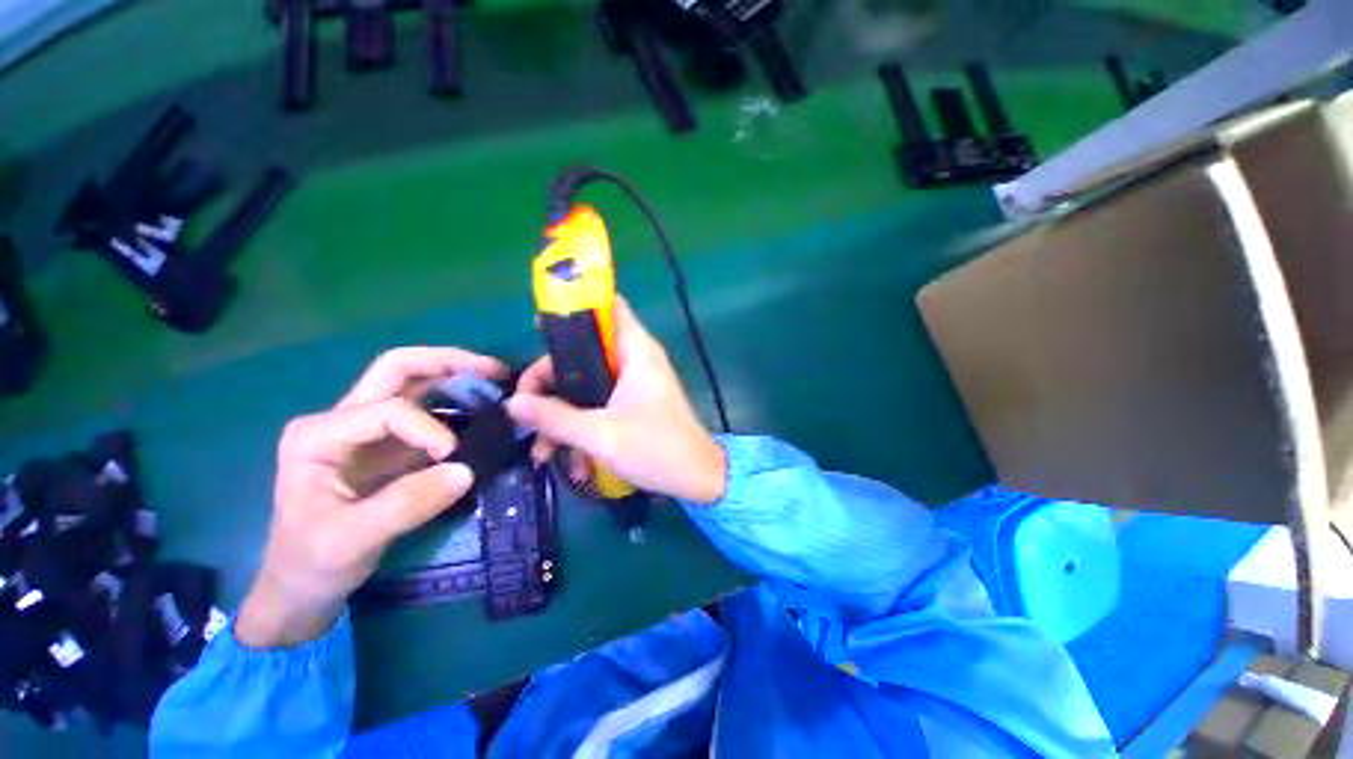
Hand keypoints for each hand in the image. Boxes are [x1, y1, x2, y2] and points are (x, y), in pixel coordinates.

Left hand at [236, 347, 505, 647]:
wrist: (302, 587)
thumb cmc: (313, 562)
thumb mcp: (351, 541)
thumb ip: (406, 505)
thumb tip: (466, 471)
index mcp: (320, 434)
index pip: (390, 410)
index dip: (430, 429)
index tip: (454, 459)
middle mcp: (341, 419)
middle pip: (398, 369)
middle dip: (449, 363)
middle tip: (496, 370)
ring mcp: (366, 430)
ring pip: (413, 382)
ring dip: (456, 376)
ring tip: (496, 380)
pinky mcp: (389, 445)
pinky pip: (427, 410)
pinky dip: (458, 402)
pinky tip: (482, 407)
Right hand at [507, 299, 726, 505]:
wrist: (698, 479)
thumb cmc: (656, 449)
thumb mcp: (600, 435)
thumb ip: (555, 417)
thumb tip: (513, 403)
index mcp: (635, 351)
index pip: (608, 307)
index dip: (574, 308)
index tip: (539, 329)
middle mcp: (635, 359)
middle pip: (583, 352)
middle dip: (551, 382)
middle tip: (527, 410)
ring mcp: (635, 382)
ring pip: (587, 383)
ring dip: (564, 415)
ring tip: (545, 454)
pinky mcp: (634, 403)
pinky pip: (599, 403)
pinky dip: (584, 426)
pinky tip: (576, 463)